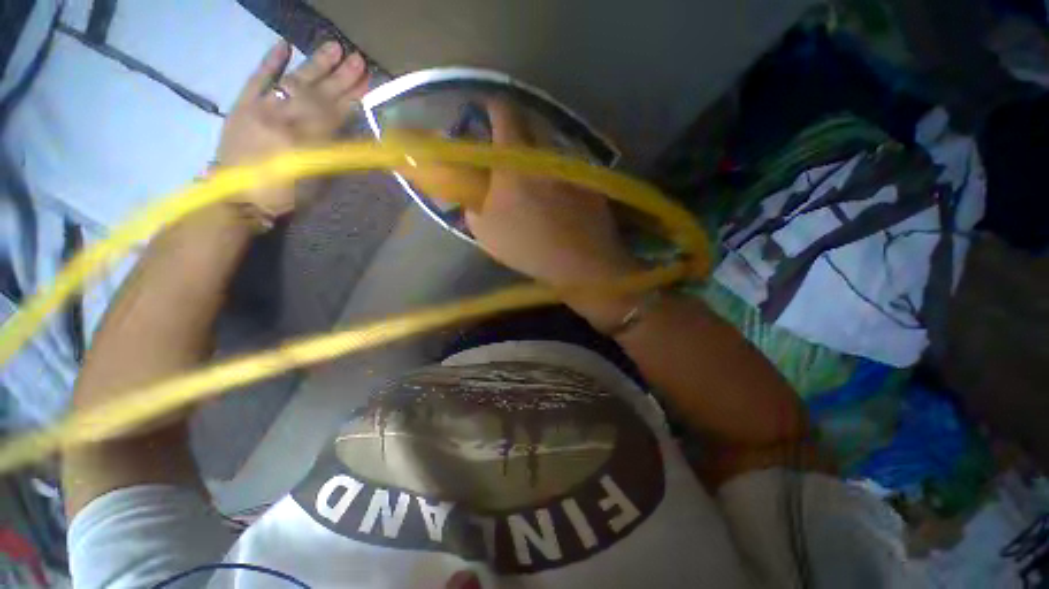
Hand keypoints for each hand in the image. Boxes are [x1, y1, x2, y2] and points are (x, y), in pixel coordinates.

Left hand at [217, 40, 370, 215]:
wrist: (237, 197)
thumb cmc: (285, 195)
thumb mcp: (317, 181)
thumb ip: (331, 153)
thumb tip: (348, 131)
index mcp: (306, 142)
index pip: (334, 113)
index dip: (353, 97)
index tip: (367, 80)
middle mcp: (285, 120)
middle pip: (318, 94)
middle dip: (340, 76)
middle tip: (357, 59)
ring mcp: (261, 108)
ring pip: (294, 81)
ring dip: (315, 64)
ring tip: (334, 46)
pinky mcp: (242, 104)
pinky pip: (257, 78)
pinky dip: (270, 61)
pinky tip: (284, 44)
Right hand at [465, 102, 638, 288]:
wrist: (579, 263)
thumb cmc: (528, 246)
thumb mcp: (486, 231)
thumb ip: (473, 205)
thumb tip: (475, 195)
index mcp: (516, 159)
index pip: (504, 112)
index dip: (493, 107)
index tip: (486, 113)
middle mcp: (547, 152)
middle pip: (532, 121)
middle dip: (518, 127)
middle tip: (509, 147)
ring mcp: (573, 165)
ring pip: (553, 144)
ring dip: (540, 151)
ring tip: (535, 173)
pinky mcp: (591, 180)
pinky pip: (569, 165)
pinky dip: (559, 171)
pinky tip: (558, 192)